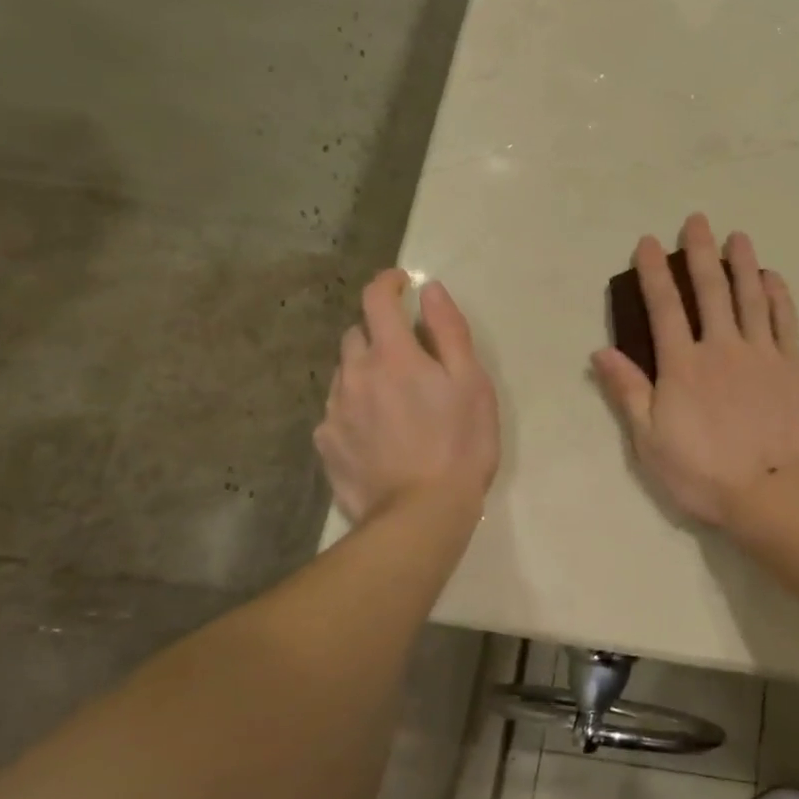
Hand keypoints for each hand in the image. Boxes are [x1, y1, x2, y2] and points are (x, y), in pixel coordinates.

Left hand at [314, 270, 499, 524]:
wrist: (420, 515)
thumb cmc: (460, 445)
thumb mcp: (472, 383)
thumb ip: (449, 331)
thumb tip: (429, 290)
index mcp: (392, 356)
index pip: (376, 300)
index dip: (387, 283)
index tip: (401, 283)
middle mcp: (354, 375)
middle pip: (355, 335)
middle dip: (379, 332)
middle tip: (408, 354)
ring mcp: (334, 412)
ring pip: (344, 374)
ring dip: (365, 371)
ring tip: (395, 399)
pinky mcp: (326, 445)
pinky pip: (336, 411)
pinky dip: (355, 407)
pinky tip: (377, 433)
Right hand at [591, 214, 798, 525]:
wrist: (773, 492)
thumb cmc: (704, 473)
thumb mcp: (650, 441)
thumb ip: (628, 392)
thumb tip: (600, 351)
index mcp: (683, 365)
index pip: (664, 308)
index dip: (654, 273)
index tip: (649, 242)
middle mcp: (722, 347)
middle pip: (710, 290)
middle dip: (701, 253)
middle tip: (697, 221)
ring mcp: (763, 354)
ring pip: (751, 297)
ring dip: (742, 263)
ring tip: (737, 236)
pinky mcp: (795, 367)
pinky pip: (785, 321)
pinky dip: (778, 295)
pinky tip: (772, 278)